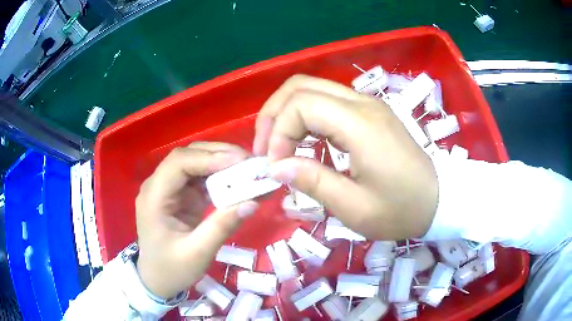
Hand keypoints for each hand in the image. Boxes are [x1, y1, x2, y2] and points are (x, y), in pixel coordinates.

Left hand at [135, 142, 258, 298]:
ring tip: (248, 168)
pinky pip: (201, 178)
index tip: (240, 162)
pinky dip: (220, 177)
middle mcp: (159, 186)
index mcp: (154, 197)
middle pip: (187, 156)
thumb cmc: (171, 269)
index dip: (208, 158)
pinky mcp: (181, 195)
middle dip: (218, 155)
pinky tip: (238, 181)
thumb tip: (253, 202)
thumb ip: (222, 227)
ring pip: (195, 163)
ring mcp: (170, 189)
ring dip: (221, 163)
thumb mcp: (197, 254)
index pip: (178, 163)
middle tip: (249, 161)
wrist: (158, 279)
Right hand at [253, 75, 437, 239]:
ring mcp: (367, 104)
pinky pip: (327, 101)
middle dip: (274, 113)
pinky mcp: (370, 112)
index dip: (278, 133)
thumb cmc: (401, 210)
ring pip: (312, 88)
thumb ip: (313, 181)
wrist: (438, 200)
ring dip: (287, 112)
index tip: (275, 167)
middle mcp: (362, 103)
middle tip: (265, 148)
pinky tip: (303, 141)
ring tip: (278, 145)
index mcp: (360, 124)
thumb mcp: (355, 207)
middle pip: (301, 85)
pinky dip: (305, 116)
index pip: (301, 105)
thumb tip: (276, 166)